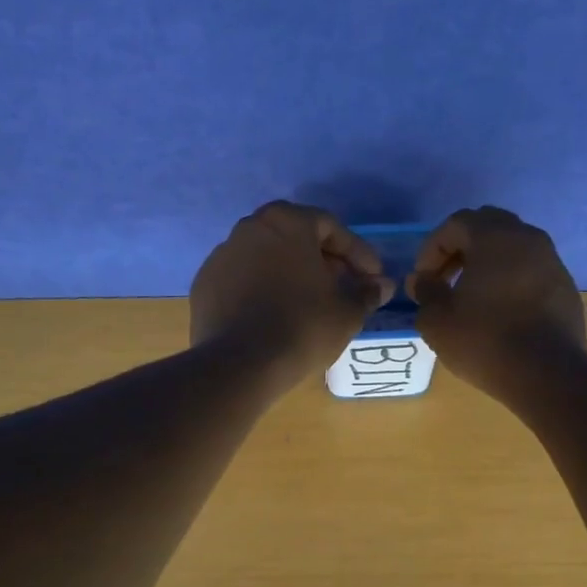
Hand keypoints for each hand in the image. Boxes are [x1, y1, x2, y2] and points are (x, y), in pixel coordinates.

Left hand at [190, 202, 395, 387]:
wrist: (240, 364)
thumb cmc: (303, 327)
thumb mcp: (347, 312)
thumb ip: (366, 293)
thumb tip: (382, 286)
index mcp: (287, 222)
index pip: (331, 228)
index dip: (357, 253)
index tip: (372, 277)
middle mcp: (249, 227)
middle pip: (295, 239)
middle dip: (323, 261)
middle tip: (343, 287)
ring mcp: (221, 255)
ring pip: (266, 259)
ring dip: (290, 275)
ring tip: (309, 304)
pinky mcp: (204, 285)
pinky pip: (243, 281)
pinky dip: (262, 291)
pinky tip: (274, 316)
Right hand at [408, 206, 586, 393]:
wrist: (547, 374)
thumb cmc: (484, 340)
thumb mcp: (438, 320)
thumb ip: (425, 292)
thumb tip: (421, 280)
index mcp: (494, 237)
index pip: (456, 223)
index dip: (432, 248)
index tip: (423, 280)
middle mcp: (527, 238)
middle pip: (487, 227)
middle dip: (461, 249)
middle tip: (445, 280)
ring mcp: (552, 262)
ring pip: (512, 248)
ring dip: (487, 263)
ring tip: (471, 296)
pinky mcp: (565, 287)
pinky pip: (530, 271)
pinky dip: (511, 280)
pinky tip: (500, 311)